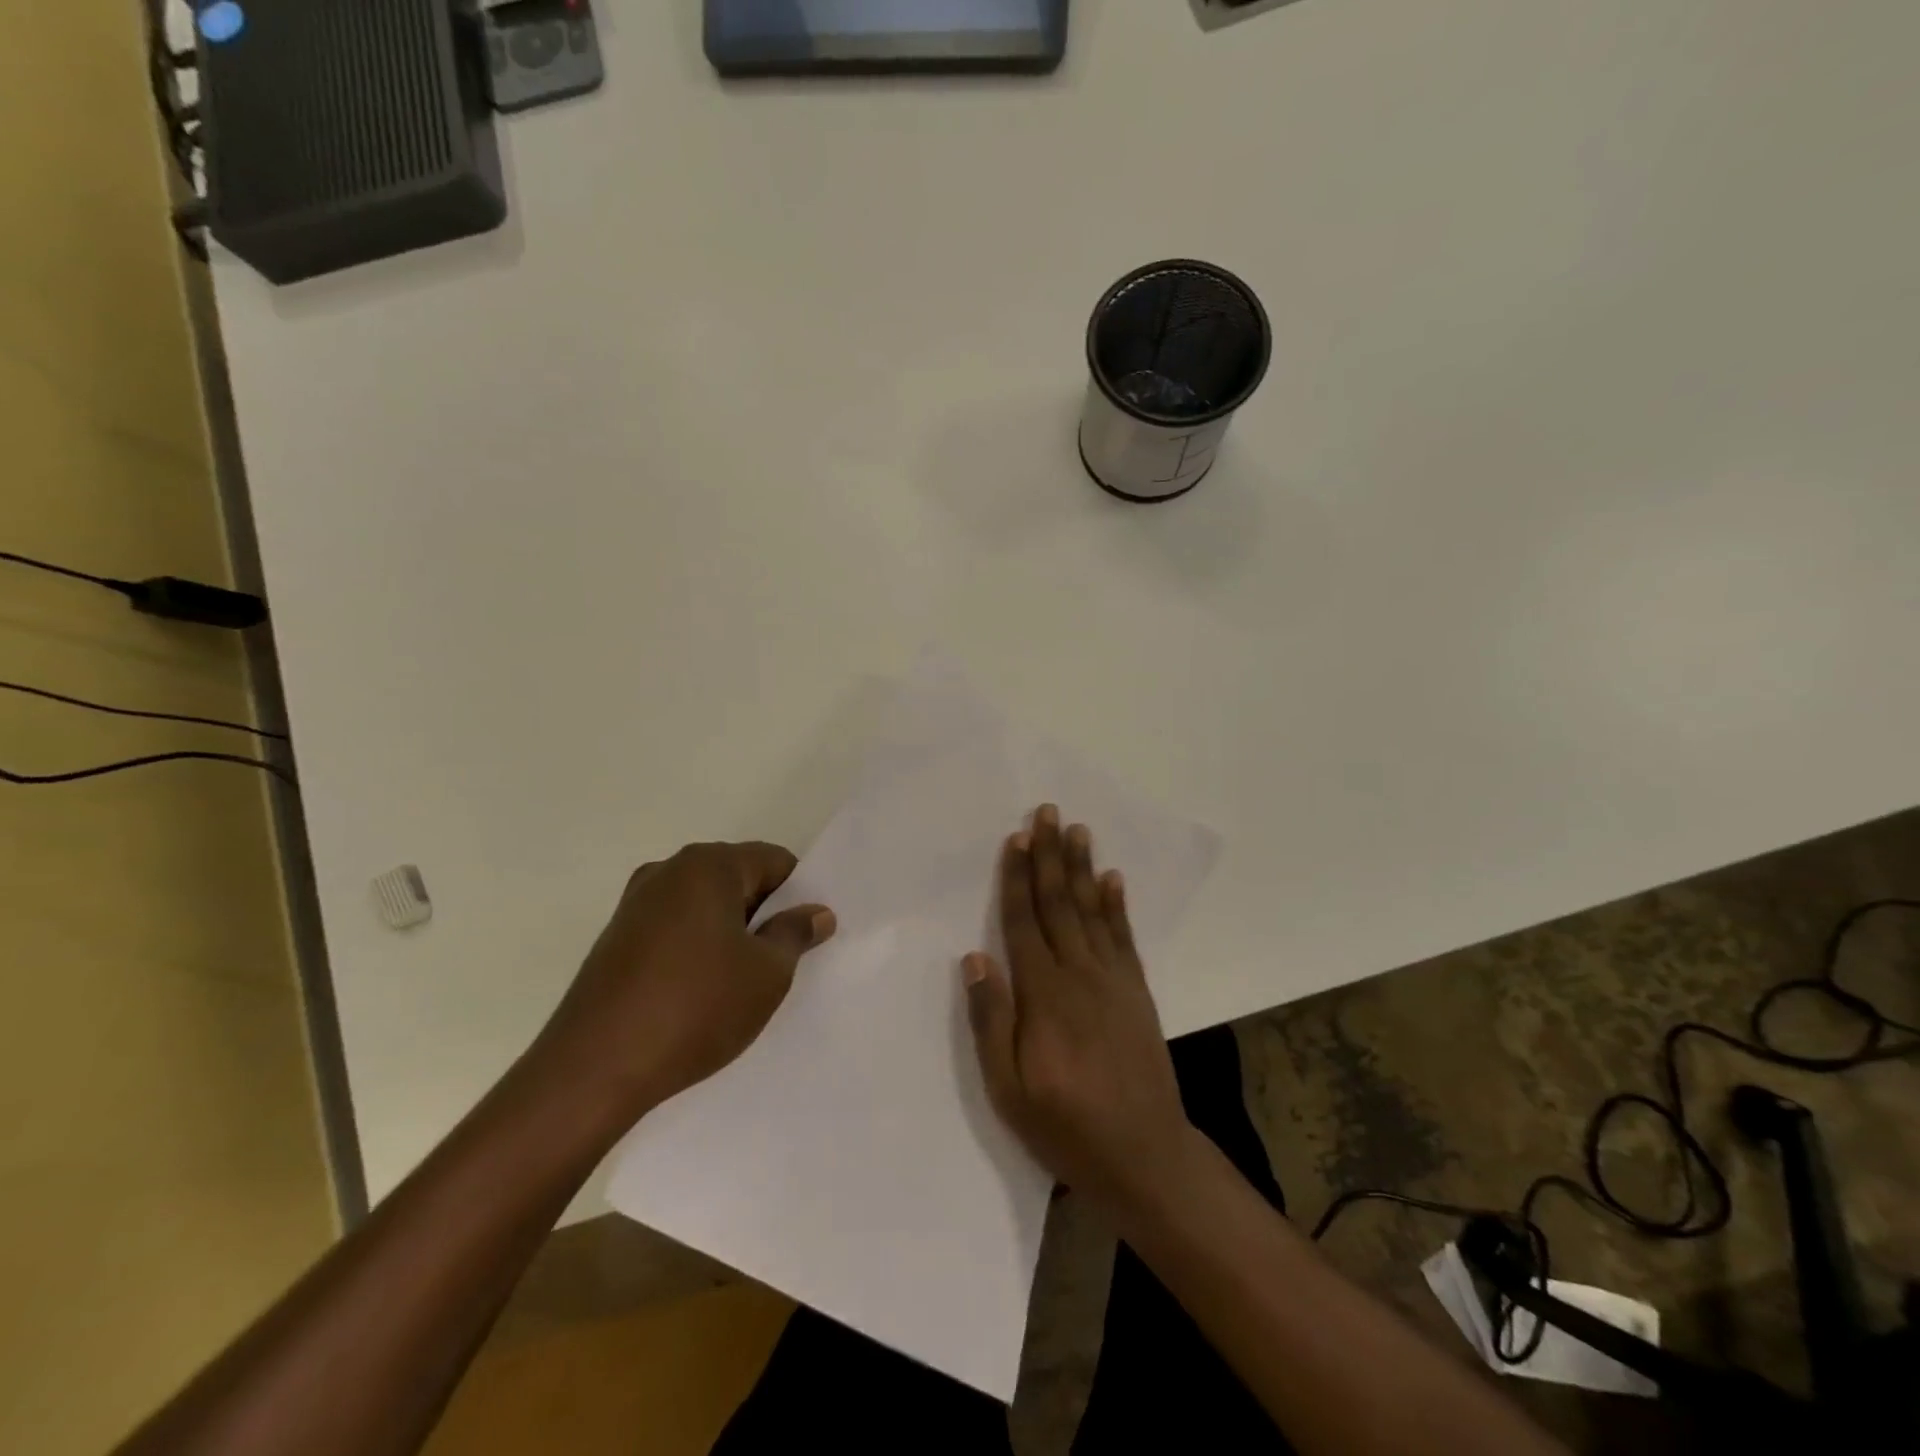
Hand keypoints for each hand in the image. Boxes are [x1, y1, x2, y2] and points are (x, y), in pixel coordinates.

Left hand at [526, 842, 835, 1137]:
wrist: (594, 1070)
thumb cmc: (696, 1008)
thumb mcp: (767, 973)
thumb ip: (795, 934)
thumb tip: (816, 912)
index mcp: (708, 866)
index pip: (774, 861)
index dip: (798, 895)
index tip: (806, 934)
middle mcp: (668, 871)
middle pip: (737, 878)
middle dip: (763, 913)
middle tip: (781, 960)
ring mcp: (635, 905)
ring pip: (704, 906)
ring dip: (729, 932)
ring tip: (740, 981)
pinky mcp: (615, 939)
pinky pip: (674, 929)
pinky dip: (696, 948)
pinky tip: (700, 992)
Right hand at [963, 805, 1197, 1217]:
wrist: (1144, 1155)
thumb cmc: (1064, 1125)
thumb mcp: (1008, 1088)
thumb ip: (991, 1020)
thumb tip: (975, 957)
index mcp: (1043, 994)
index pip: (1024, 921)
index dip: (1018, 877)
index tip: (1016, 837)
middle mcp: (1079, 974)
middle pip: (1059, 903)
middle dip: (1051, 856)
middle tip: (1049, 812)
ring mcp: (1113, 980)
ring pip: (1092, 911)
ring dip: (1082, 868)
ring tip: (1078, 831)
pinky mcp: (1137, 992)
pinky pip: (1124, 937)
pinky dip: (1117, 905)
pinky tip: (1113, 880)